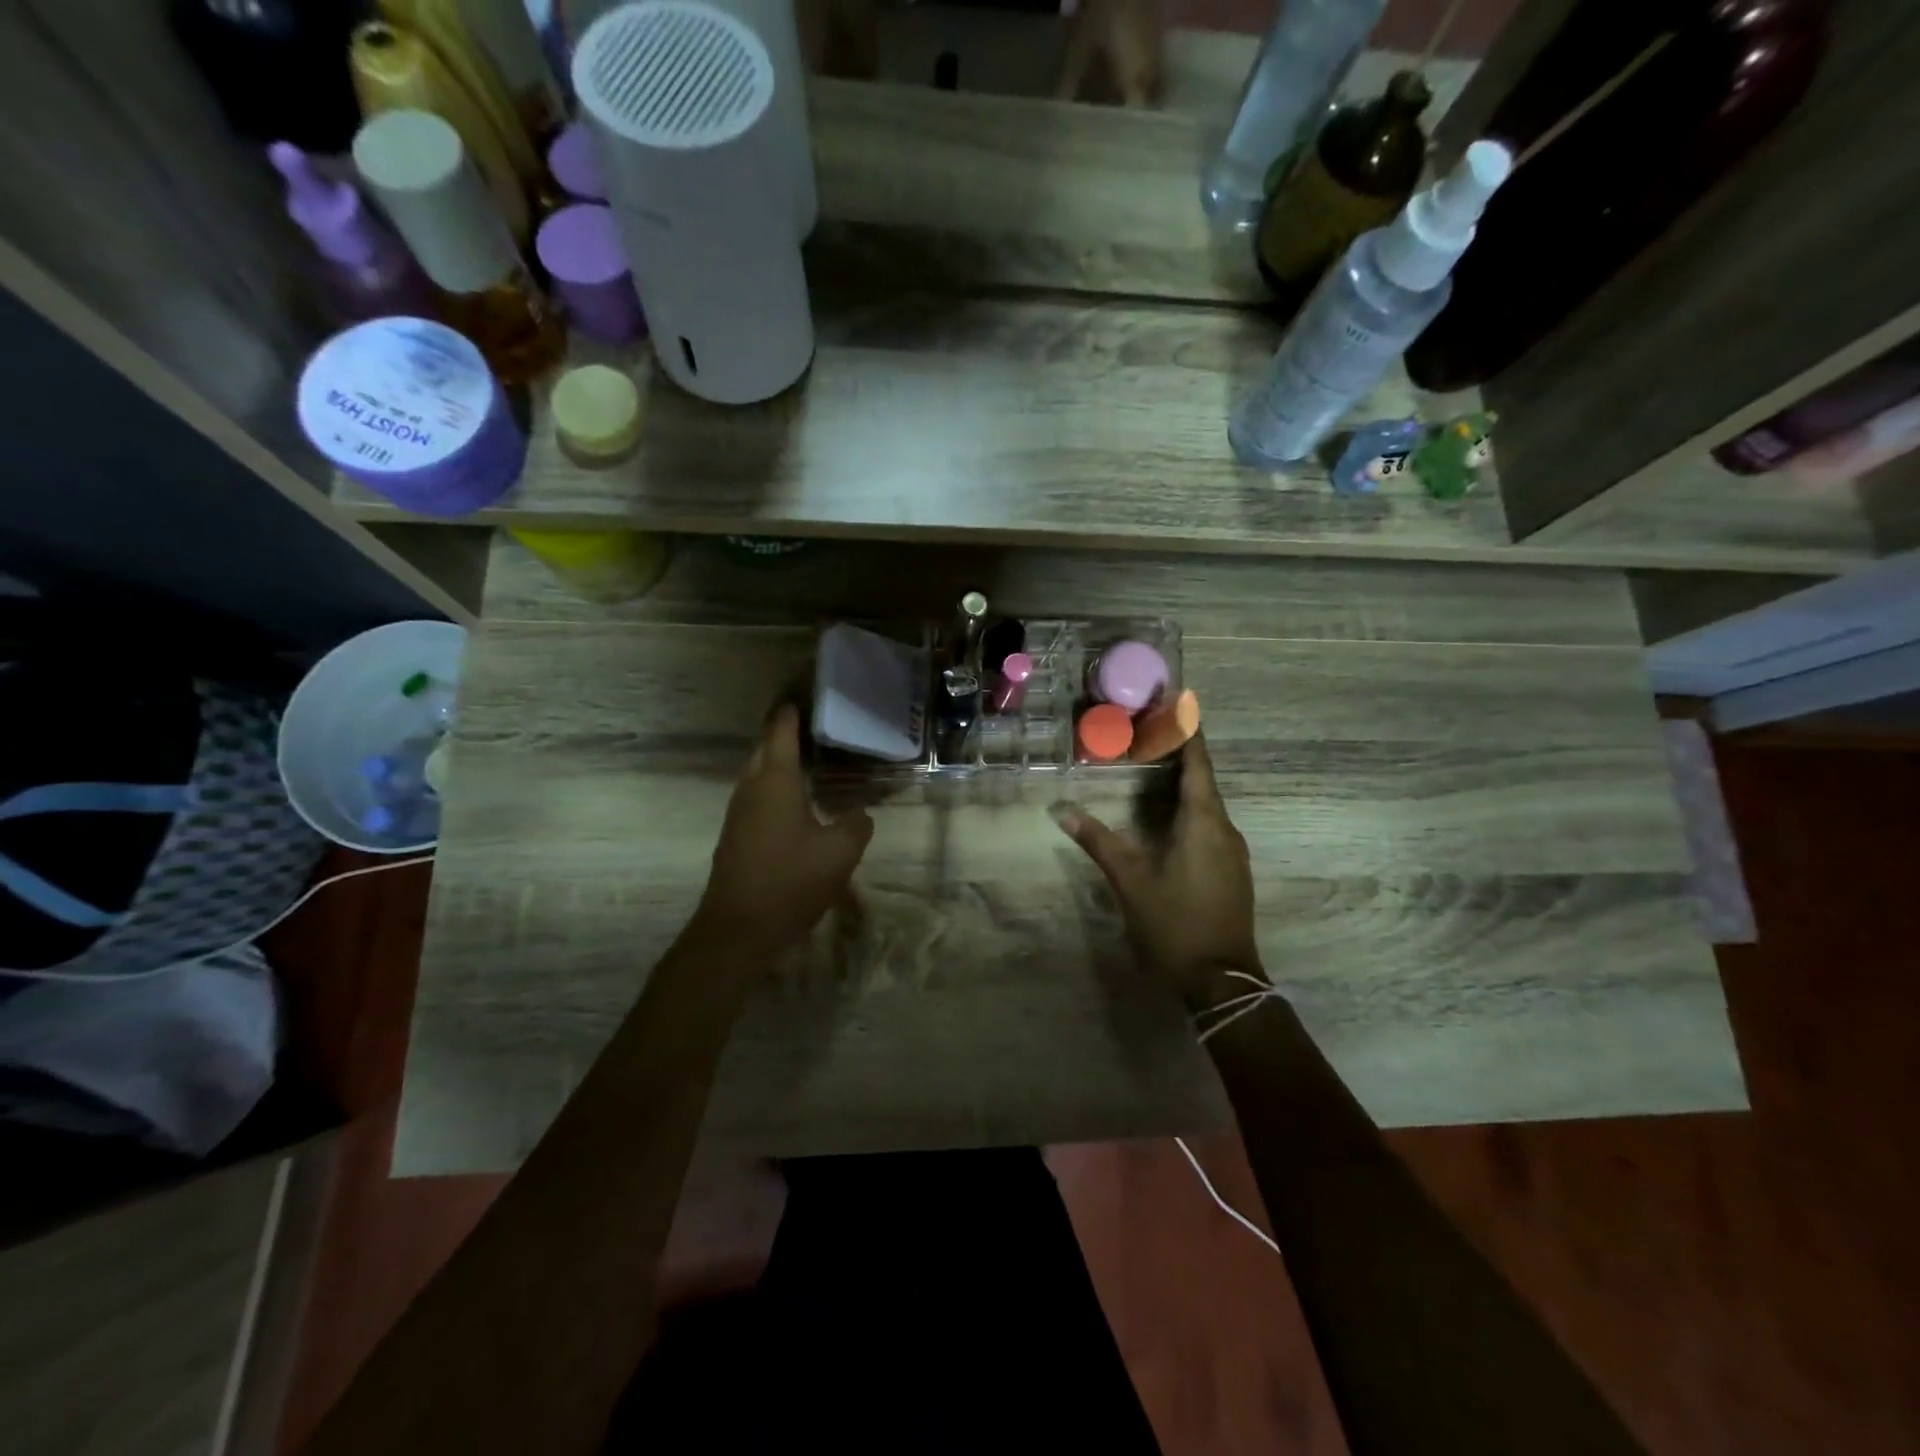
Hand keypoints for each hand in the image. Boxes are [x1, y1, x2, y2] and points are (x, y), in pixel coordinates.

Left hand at [692, 705, 873, 959]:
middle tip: (813, 726)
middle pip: (765, 749)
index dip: (793, 712)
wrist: (738, 929)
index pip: (782, 732)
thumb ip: (856, 824)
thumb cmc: (790, 881)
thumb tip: (859, 813)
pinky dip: (774, 787)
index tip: (805, 694)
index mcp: (776, 782)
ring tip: (807, 759)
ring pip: (757, 774)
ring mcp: (739, 813)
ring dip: (778, 762)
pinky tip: (794, 803)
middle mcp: (752, 789)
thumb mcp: (840, 852)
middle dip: (784, 734)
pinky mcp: (736, 836)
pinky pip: (756, 797)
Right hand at [1050, 734, 1265, 1009]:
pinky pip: (1211, 824)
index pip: (1197, 764)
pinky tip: (1169, 815)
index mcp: (1204, 822)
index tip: (1179, 702)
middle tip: (1150, 731)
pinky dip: (1191, 807)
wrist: (1221, 978)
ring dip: (1185, 782)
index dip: (1188, 732)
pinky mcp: (1231, 870)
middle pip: (1204, 780)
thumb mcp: (1130, 880)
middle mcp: (1225, 828)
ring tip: (1155, 766)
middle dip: (1180, 753)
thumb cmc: (1174, 922)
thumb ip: (1098, 841)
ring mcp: (1232, 851)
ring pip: (1208, 803)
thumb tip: (1061, 810)